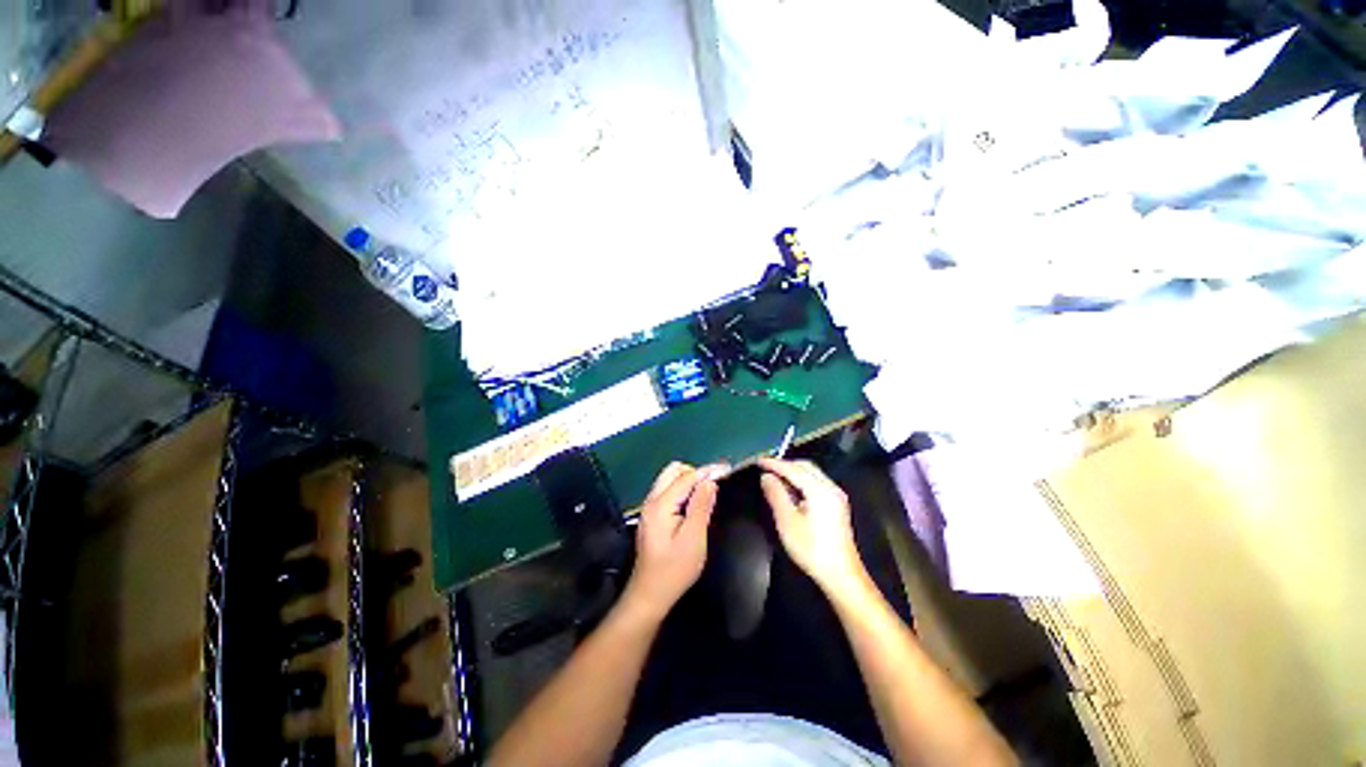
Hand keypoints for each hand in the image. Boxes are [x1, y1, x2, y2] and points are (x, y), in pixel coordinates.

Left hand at [621, 462, 726, 622]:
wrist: (650, 594)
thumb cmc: (674, 570)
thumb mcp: (694, 539)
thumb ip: (701, 506)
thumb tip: (710, 481)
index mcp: (661, 505)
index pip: (686, 477)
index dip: (707, 471)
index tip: (726, 469)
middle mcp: (652, 500)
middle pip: (673, 471)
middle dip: (695, 472)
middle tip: (714, 485)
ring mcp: (649, 507)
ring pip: (669, 479)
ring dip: (688, 480)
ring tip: (707, 493)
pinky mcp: (652, 515)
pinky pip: (668, 490)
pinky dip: (682, 489)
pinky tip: (694, 502)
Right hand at [759, 458, 868, 597]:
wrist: (841, 574)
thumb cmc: (811, 549)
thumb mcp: (787, 521)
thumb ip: (776, 494)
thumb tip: (766, 476)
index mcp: (819, 490)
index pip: (793, 469)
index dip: (774, 463)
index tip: (758, 460)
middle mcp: (830, 487)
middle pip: (805, 466)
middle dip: (785, 465)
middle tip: (765, 468)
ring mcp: (836, 495)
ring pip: (812, 473)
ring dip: (793, 472)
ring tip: (774, 477)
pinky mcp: (837, 504)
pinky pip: (816, 482)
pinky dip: (801, 480)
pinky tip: (791, 490)